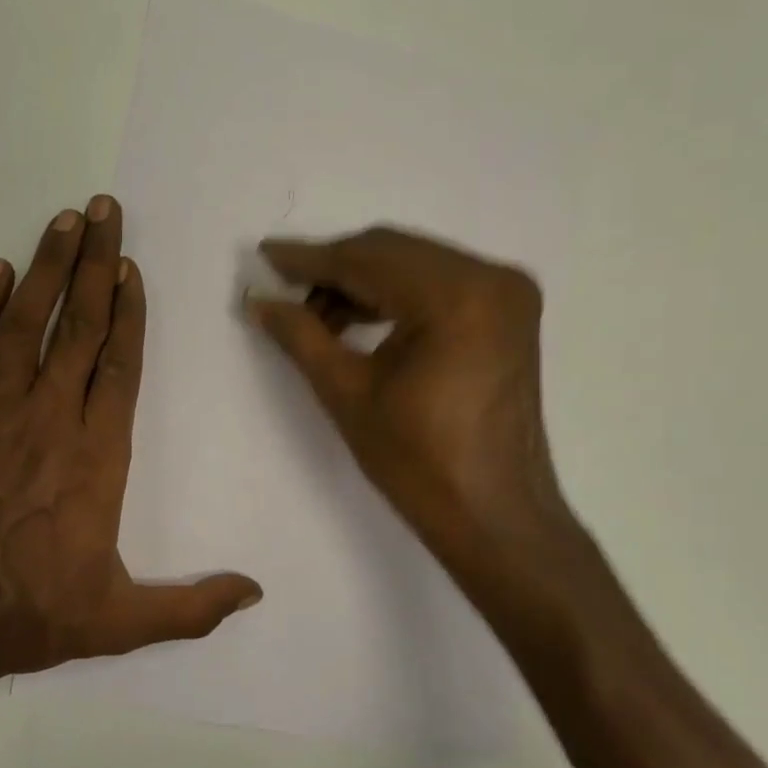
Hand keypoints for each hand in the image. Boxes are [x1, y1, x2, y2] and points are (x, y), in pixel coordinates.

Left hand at [0, 196, 261, 704]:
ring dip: (45, 269)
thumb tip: (256, 592)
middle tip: (104, 209)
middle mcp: (48, 420)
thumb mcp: (119, 623)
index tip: (131, 267)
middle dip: (94, 264)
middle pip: (79, 328)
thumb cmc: (26, 616)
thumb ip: (190, 607)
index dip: (128, 313)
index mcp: (96, 458)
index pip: (119, 368)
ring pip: (24, 325)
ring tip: (64, 219)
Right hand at [245, 227, 579, 579]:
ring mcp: (506, 293)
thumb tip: (259, 301)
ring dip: (362, 282)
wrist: (493, 515)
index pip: (367, 260)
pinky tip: (357, 319)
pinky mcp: (507, 313)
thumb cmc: (418, 462)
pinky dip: (395, 294)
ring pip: (414, 264)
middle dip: (334, 268)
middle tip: (284, 289)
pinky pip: (438, 283)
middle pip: (393, 252)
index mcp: (456, 297)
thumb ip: (301, 336)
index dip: (310, 259)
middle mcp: (490, 278)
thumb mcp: (347, 394)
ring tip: (316, 316)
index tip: (265, 255)